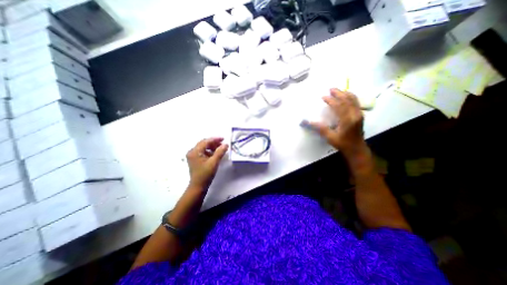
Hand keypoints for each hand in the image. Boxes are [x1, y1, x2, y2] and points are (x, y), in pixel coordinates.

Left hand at [186, 137, 227, 188]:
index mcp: (195, 151)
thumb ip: (220, 152)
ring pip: (204, 147)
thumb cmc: (205, 174)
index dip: (215, 139)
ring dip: (212, 147)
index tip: (224, 139)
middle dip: (214, 143)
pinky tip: (215, 153)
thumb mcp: (214, 162)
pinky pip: (203, 151)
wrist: (198, 186)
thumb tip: (226, 144)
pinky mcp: (195, 159)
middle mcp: (192, 152)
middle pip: (204, 143)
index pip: (206, 141)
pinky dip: (209, 151)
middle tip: (223, 144)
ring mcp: (193, 155)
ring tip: (220, 148)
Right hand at [309, 87, 363, 156]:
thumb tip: (308, 122)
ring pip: (353, 99)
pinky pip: (356, 102)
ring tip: (337, 91)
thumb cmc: (343, 144)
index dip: (330, 100)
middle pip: (347, 99)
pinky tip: (345, 96)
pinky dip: (350, 97)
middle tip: (330, 89)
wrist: (356, 149)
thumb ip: (320, 128)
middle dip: (339, 93)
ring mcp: (359, 114)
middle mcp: (355, 115)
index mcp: (347, 120)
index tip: (323, 97)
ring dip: (345, 93)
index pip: (339, 106)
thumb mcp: (330, 137)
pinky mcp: (360, 115)